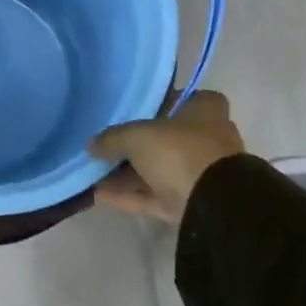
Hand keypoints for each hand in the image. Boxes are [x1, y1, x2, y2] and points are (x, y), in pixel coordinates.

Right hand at [90, 89, 243, 222]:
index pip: (181, 98)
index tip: (129, 109)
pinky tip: (100, 195)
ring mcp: (202, 173)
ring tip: (94, 172)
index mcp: (206, 110)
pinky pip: (157, 196)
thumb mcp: (137, 136)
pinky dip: (132, 195)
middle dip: (136, 144)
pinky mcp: (193, 203)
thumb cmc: (180, 151)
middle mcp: (208, 138)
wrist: (214, 207)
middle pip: (166, 137)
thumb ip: (112, 138)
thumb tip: (91, 145)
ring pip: (160, 169)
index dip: (155, 103)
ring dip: (129, 174)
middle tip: (105, 145)